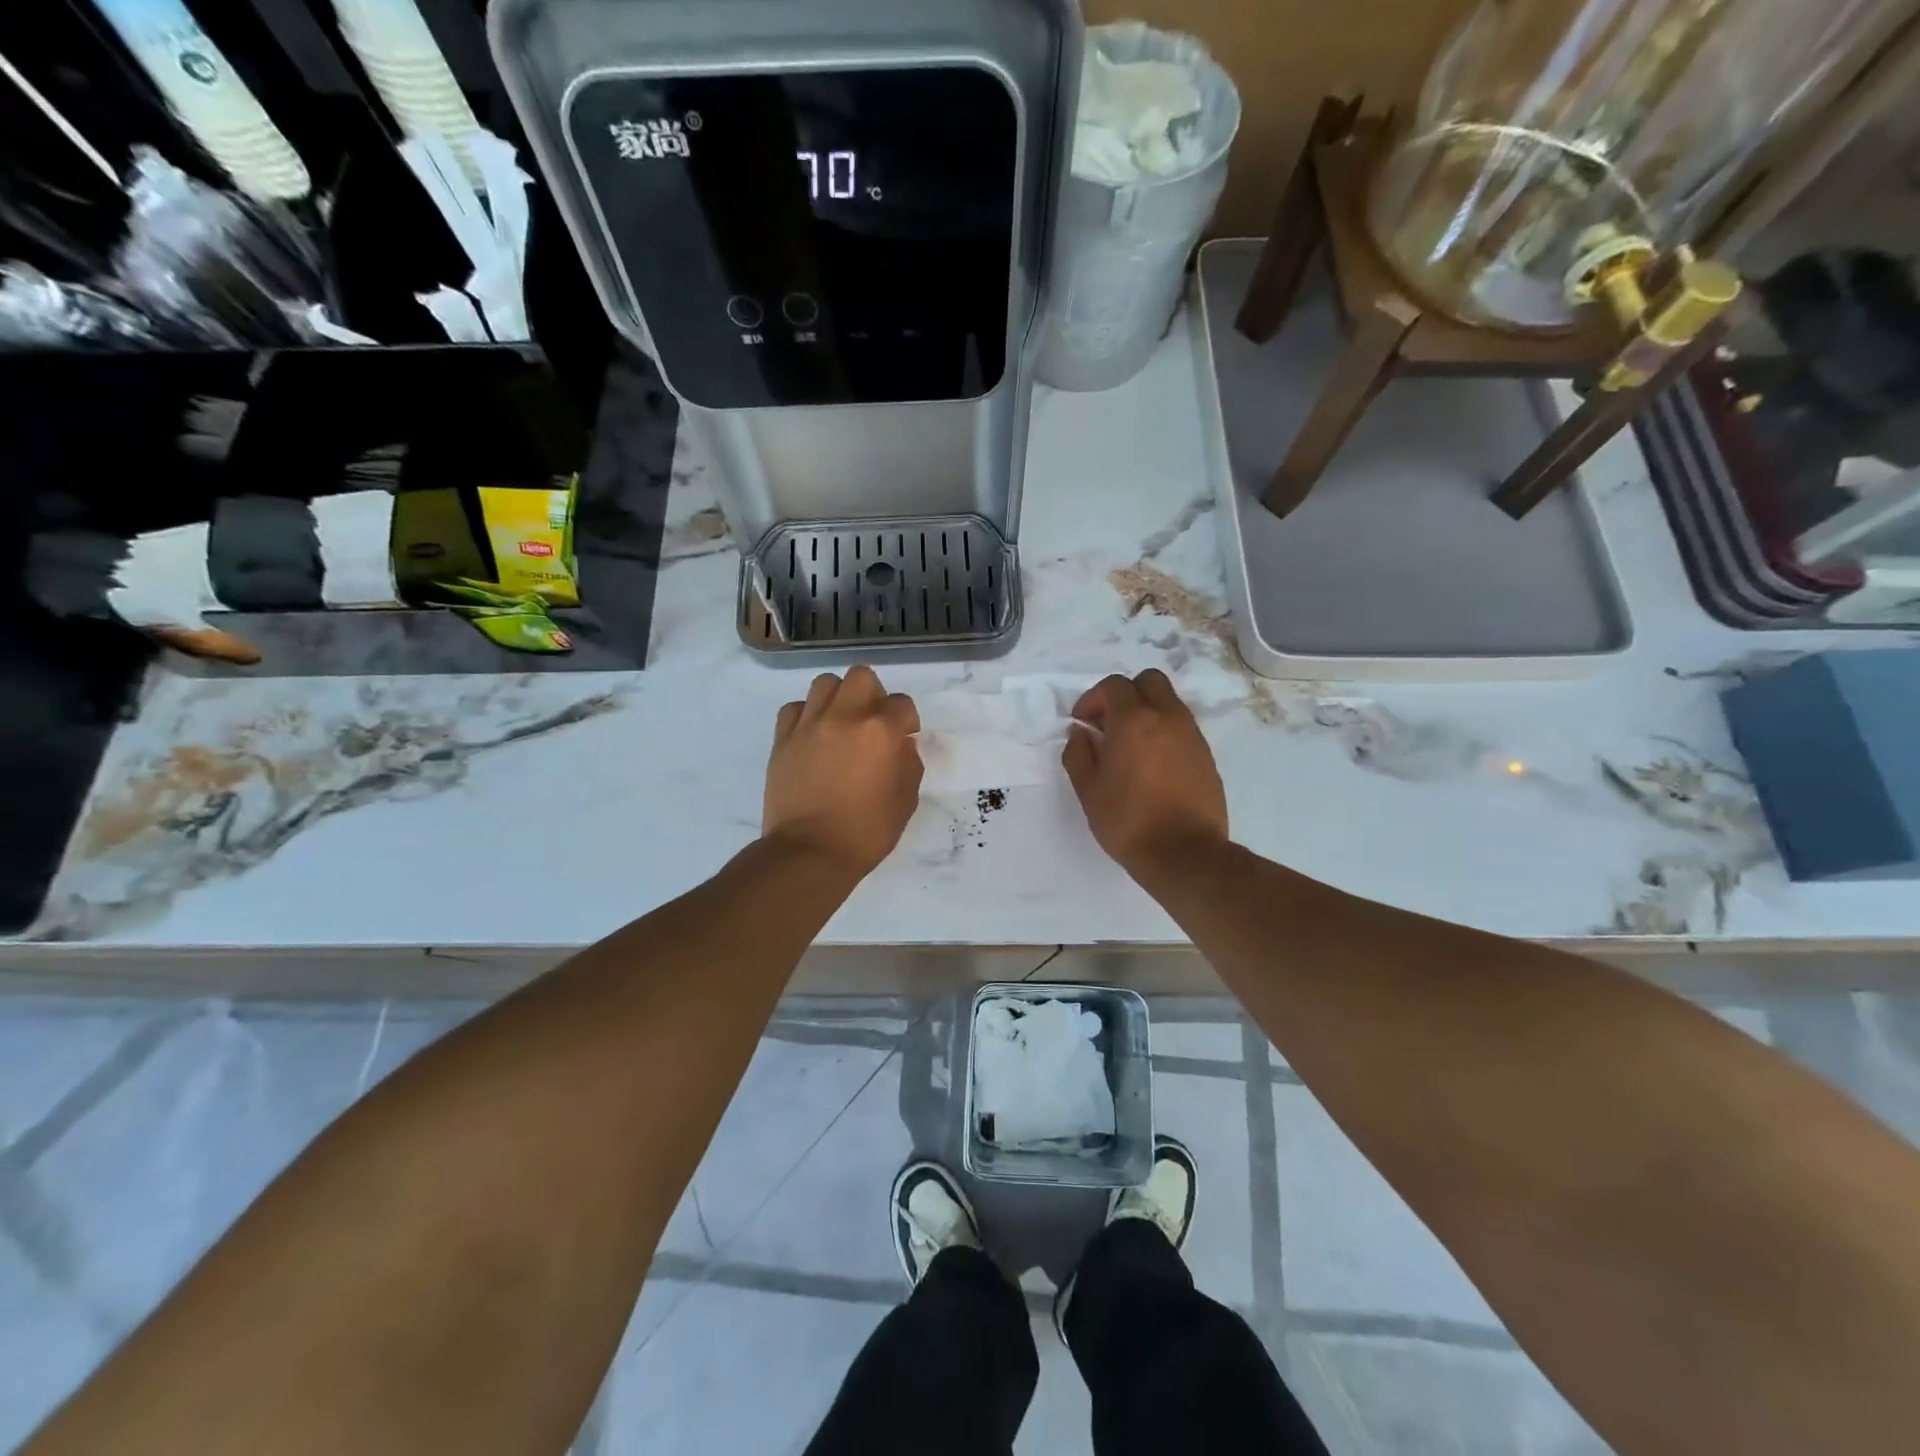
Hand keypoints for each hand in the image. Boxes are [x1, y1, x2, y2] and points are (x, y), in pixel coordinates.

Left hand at [764, 666, 921, 879]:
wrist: (809, 852)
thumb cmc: (866, 832)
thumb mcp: (905, 801)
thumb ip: (908, 764)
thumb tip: (902, 746)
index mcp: (881, 732)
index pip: (903, 703)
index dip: (907, 721)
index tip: (904, 739)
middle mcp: (845, 717)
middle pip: (862, 677)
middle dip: (873, 695)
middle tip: (872, 723)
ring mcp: (809, 725)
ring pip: (825, 683)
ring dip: (839, 698)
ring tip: (840, 724)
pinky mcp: (783, 739)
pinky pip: (795, 708)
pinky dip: (806, 715)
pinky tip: (813, 736)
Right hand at [1062, 670, 1227, 877]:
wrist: (1185, 854)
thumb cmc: (1128, 821)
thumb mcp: (1088, 790)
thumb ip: (1079, 754)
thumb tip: (1080, 733)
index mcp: (1134, 721)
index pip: (1114, 685)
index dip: (1093, 699)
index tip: (1083, 723)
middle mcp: (1168, 718)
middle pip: (1149, 681)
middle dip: (1125, 694)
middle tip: (1109, 724)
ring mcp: (1192, 735)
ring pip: (1168, 703)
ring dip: (1147, 713)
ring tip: (1130, 747)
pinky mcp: (1206, 755)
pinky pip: (1182, 728)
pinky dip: (1164, 733)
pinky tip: (1152, 765)